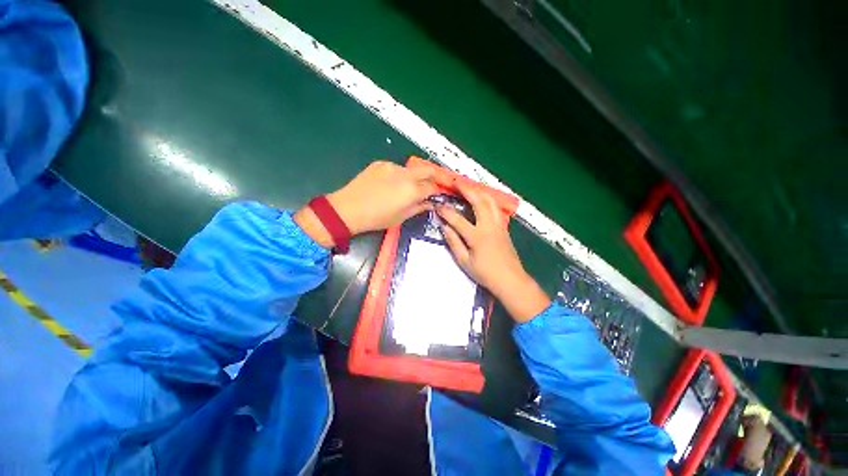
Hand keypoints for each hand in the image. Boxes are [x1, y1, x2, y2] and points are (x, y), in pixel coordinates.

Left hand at [295, 161, 436, 247]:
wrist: (348, 209)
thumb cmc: (377, 218)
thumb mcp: (401, 217)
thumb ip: (419, 207)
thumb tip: (429, 203)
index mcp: (412, 190)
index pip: (433, 186)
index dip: (438, 191)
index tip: (438, 195)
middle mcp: (405, 174)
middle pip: (429, 169)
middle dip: (435, 176)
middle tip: (433, 185)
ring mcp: (392, 166)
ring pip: (412, 169)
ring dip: (415, 177)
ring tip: (407, 188)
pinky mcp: (380, 163)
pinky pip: (397, 168)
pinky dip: (400, 175)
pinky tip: (392, 185)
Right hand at [437, 182, 549, 322]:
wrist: (510, 280)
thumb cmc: (486, 273)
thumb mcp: (464, 261)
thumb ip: (454, 242)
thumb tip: (444, 227)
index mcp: (477, 236)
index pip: (458, 219)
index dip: (446, 211)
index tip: (438, 206)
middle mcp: (489, 226)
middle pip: (478, 201)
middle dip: (466, 189)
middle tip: (456, 182)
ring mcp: (499, 224)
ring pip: (490, 200)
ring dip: (478, 190)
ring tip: (468, 186)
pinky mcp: (504, 226)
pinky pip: (495, 206)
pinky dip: (486, 198)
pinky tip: (481, 198)